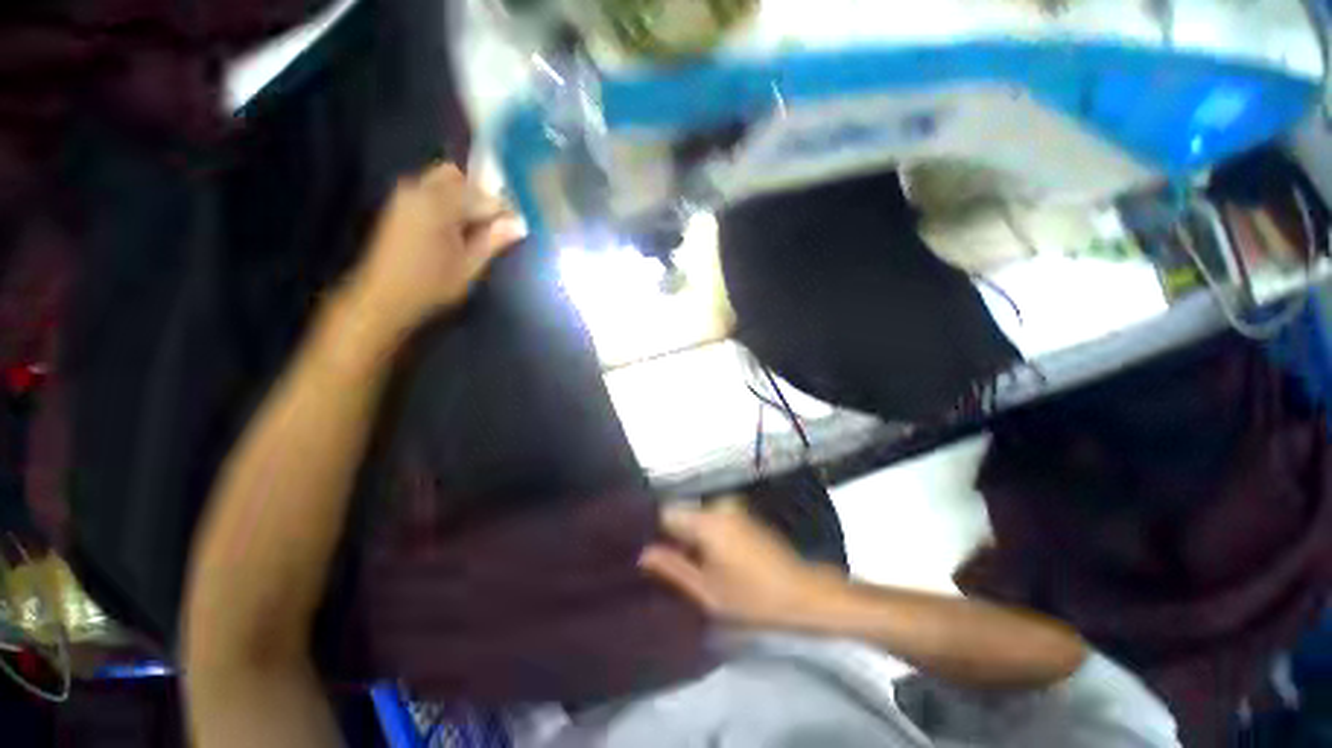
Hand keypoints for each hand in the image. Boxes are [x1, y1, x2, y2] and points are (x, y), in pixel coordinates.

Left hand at [346, 163, 522, 335]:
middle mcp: (419, 190)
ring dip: (467, 197)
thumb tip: (519, 224)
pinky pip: (433, 191)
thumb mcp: (469, 267)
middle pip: (459, 175)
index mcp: (438, 204)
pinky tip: (461, 226)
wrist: (382, 298)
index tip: (517, 223)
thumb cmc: (429, 286)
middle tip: (498, 220)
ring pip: (445, 181)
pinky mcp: (401, 205)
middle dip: (482, 193)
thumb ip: (493, 240)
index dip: (503, 207)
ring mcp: (407, 195)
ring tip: (482, 226)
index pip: (481, 194)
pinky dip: (451, 202)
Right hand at [639, 498, 842, 628]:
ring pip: (697, 516)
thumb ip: (672, 568)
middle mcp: (718, 505)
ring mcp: (733, 508)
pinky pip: (713, 518)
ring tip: (688, 561)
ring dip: (690, 535)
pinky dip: (706, 533)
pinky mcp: (743, 514)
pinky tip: (709, 556)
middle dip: (672, 534)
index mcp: (707, 520)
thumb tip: (643, 553)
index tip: (646, 547)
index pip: (666, 512)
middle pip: (682, 513)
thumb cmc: (753, 597)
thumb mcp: (707, 591)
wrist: (803, 593)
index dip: (653, 529)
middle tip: (665, 562)